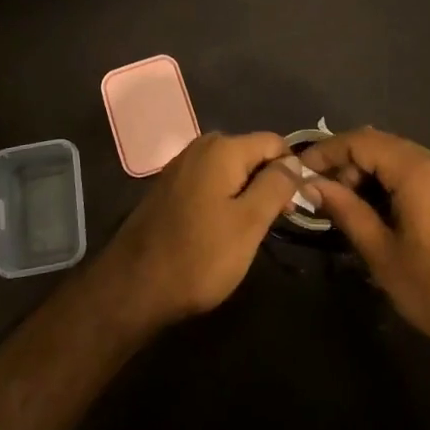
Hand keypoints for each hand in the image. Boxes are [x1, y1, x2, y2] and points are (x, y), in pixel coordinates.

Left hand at [103, 131, 294, 327]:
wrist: (133, 287)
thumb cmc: (199, 256)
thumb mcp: (249, 223)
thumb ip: (276, 185)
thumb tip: (295, 161)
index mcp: (222, 148)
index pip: (274, 142)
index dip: (291, 170)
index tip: (296, 206)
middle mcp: (201, 147)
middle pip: (251, 153)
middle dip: (268, 182)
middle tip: (274, 222)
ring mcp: (181, 166)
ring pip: (231, 170)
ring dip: (246, 193)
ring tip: (250, 231)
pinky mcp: (170, 187)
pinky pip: (210, 182)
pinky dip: (224, 199)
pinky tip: (221, 230)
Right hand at [301, 127, 429, 362]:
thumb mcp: (383, 255)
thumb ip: (346, 211)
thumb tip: (312, 184)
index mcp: (421, 171)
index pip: (363, 140)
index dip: (327, 151)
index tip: (300, 171)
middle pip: (383, 145)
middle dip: (347, 163)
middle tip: (322, 195)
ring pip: (402, 158)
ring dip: (370, 174)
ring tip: (346, 206)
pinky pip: (422, 174)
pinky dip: (394, 183)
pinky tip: (380, 212)